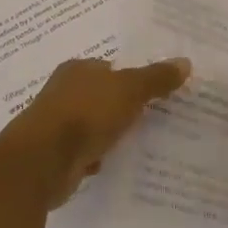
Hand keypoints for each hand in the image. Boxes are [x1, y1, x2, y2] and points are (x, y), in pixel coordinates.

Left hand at [6, 57, 190, 207]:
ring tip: (144, 143)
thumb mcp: (128, 91)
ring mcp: (57, 124)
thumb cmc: (85, 114)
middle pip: (103, 96)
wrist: (42, 162)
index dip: (134, 79)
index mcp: (78, 69)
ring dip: (112, 134)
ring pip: (94, 125)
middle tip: (158, 119)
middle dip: (124, 108)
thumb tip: (185, 62)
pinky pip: (86, 152)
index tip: (159, 93)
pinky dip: (99, 157)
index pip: (111, 68)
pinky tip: (117, 165)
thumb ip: (155, 78)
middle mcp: (64, 92)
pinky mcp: (56, 155)